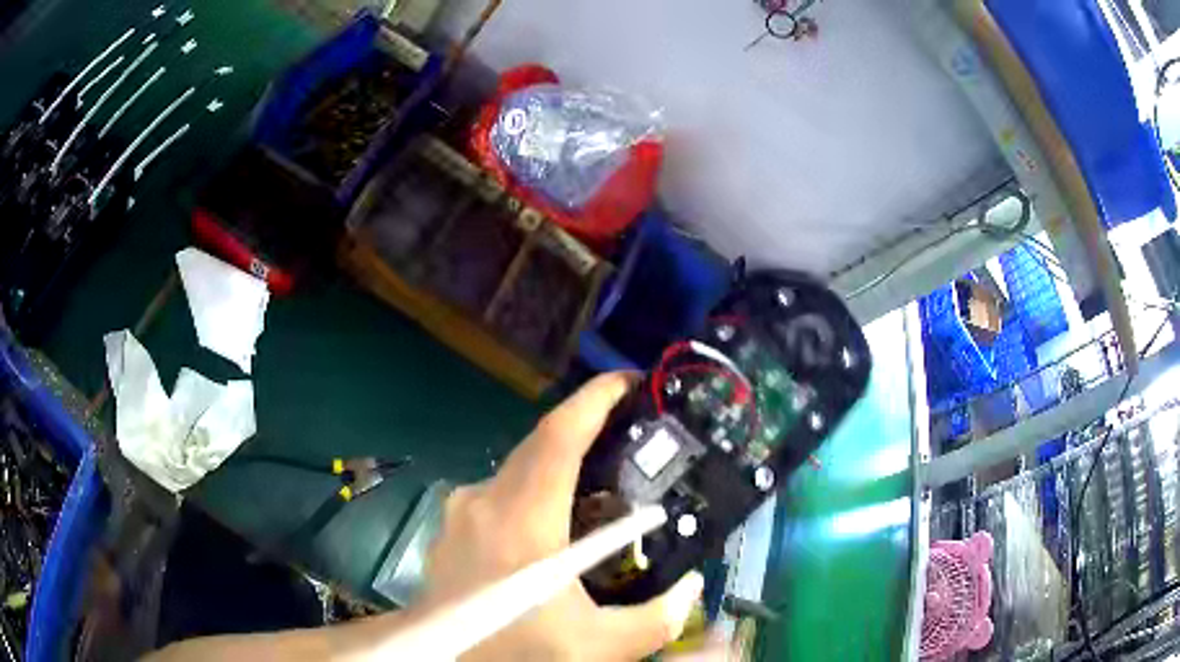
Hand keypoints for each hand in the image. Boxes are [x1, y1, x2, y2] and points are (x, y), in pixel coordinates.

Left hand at [421, 373, 704, 660]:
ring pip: (522, 467)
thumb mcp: (593, 648)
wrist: (434, 658)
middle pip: (541, 443)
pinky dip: (539, 489)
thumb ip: (655, 620)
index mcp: (520, 518)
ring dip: (565, 461)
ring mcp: (462, 510)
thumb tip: (692, 587)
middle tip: (638, 433)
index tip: (632, 381)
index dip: (595, 399)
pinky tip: (561, 522)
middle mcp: (485, 500)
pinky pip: (505, 491)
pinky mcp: (454, 525)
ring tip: (608, 478)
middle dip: (589, 426)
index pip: (558, 435)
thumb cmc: (510, 651)